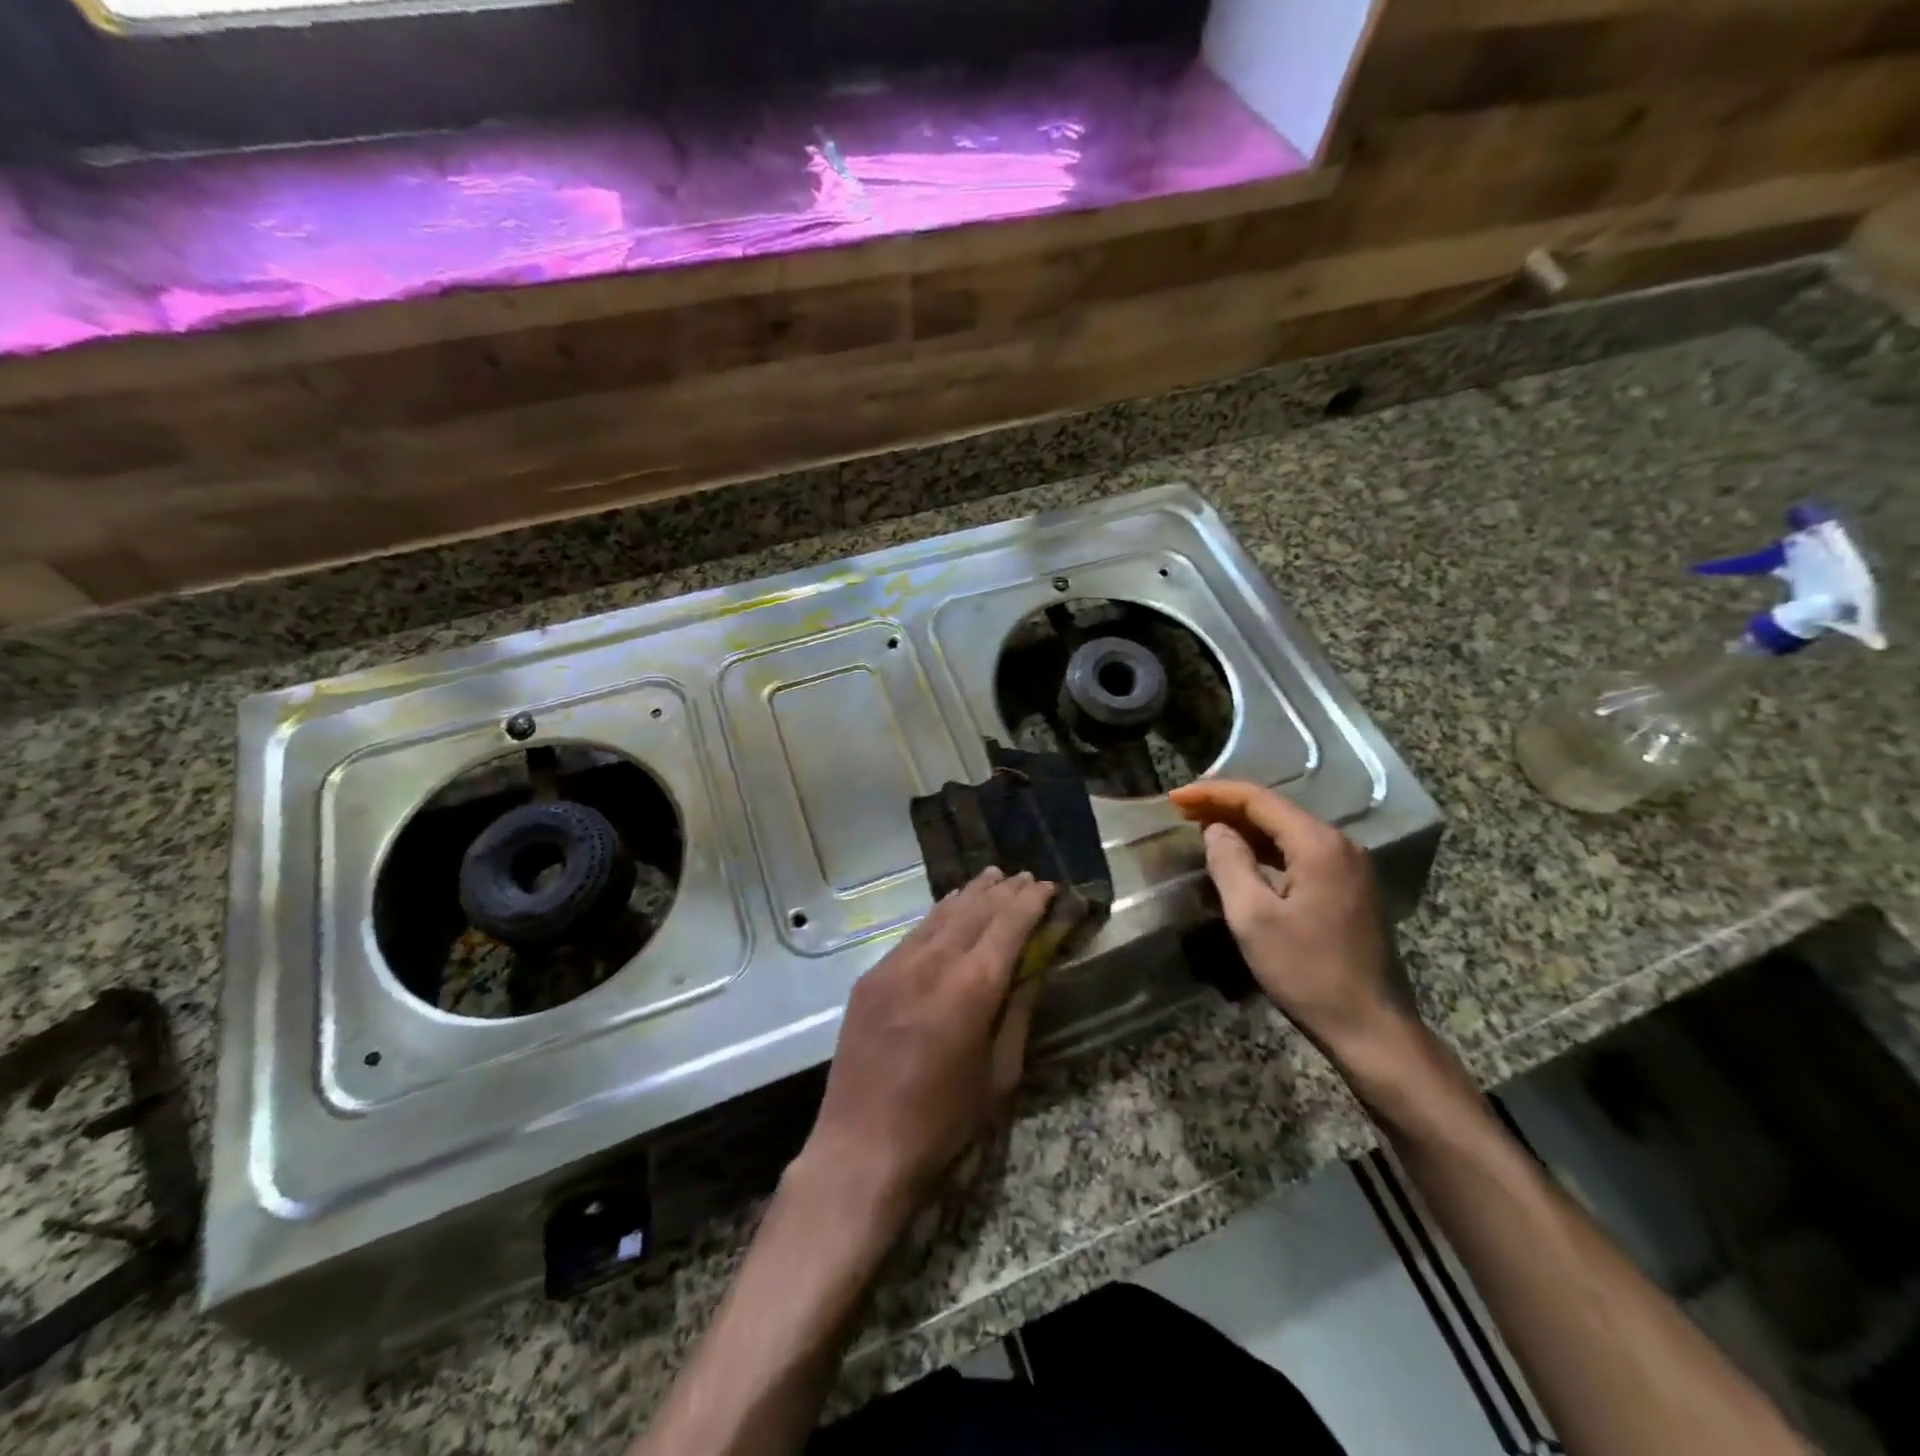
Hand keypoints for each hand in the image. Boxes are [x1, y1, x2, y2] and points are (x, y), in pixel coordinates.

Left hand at [797, 867, 1054, 1229]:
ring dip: (970, 895)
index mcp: (971, 988)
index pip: (1008, 926)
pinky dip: (938, 916)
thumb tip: (1033, 968)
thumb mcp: (999, 1074)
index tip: (1048, 887)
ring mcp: (895, 966)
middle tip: (1025, 877)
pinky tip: (948, 910)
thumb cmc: (943, 1122)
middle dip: (1003, 892)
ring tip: (991, 878)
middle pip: (974, 911)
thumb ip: (1017, 1012)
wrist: (861, 1147)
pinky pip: (913, 935)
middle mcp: (932, 964)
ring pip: (940, 916)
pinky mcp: (871, 977)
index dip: (1030, 902)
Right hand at [1169, 779, 1407, 1063]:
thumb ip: (1229, 864)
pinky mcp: (1349, 887)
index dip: (1212, 793)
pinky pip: (1299, 852)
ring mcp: (1349, 866)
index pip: (1258, 799)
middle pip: (1274, 809)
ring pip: (1287, 830)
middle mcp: (1339, 844)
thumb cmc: (1307, 972)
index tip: (1175, 798)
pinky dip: (1264, 847)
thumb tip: (1216, 830)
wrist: (1371, 1027)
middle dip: (1226, 805)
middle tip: (1183, 809)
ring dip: (1244, 825)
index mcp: (1318, 845)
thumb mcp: (1253, 918)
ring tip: (1202, 826)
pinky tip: (1241, 855)